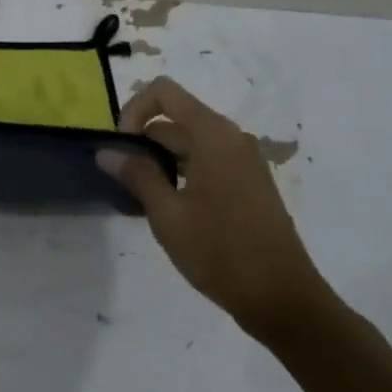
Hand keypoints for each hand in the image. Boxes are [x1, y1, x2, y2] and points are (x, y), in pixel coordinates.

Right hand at [98, 77, 332, 336]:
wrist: (284, 300)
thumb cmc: (221, 252)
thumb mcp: (168, 215)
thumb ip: (137, 175)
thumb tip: (106, 151)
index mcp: (213, 134)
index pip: (164, 91)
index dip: (134, 110)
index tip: (122, 148)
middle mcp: (231, 137)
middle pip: (176, 117)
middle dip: (144, 140)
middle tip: (125, 179)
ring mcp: (244, 160)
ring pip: (190, 141)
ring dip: (162, 158)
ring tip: (145, 196)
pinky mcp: (250, 182)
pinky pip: (208, 159)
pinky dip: (183, 170)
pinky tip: (172, 206)